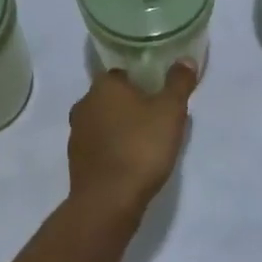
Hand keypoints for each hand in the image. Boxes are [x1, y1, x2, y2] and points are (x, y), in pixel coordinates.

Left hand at [67, 62, 196, 222]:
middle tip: (157, 119)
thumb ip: (179, 82)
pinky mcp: (76, 162)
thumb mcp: (170, 111)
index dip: (142, 81)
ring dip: (120, 128)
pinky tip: (129, 163)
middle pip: (112, 97)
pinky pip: (99, 146)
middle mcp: (85, 103)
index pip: (124, 73)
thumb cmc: (140, 147)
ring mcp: (76, 134)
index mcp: (104, 85)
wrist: (107, 202)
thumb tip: (185, 59)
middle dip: (131, 105)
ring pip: (104, 122)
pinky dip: (112, 149)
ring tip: (146, 143)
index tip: (159, 94)